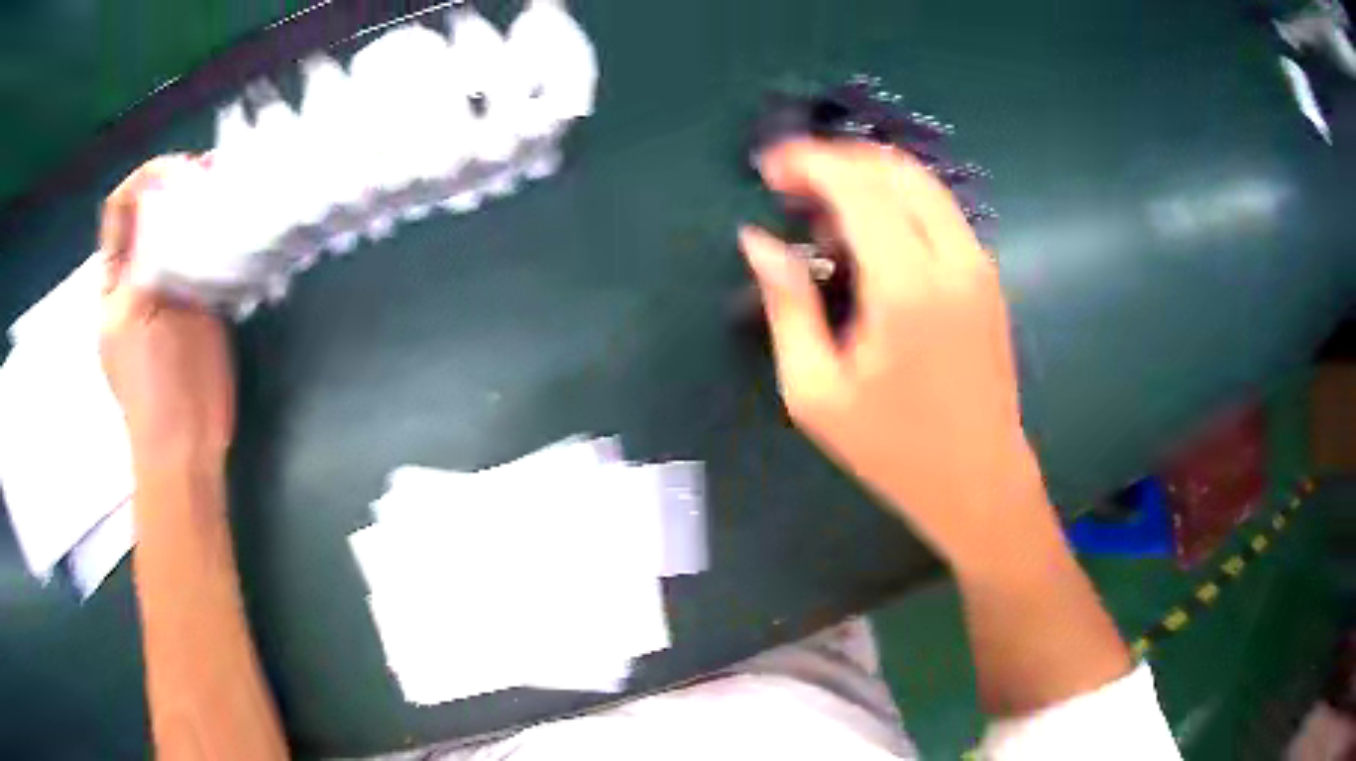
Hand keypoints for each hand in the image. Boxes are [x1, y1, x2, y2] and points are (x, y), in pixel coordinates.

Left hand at [99, 155, 235, 467]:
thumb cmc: (153, 385)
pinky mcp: (203, 302)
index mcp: (116, 278)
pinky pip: (208, 255)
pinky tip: (237, 229)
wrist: (188, 441)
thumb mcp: (139, 312)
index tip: (180, 172)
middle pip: (155, 212)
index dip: (146, 180)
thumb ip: (148, 253)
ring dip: (204, 209)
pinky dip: (220, 235)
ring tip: (230, 197)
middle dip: (181, 187)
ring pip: (184, 231)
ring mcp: (173, 288)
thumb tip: (170, 191)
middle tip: (214, 179)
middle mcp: (142, 274)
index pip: (122, 209)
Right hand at [741, 140, 1051, 567]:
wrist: (980, 481)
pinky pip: (939, 212)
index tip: (769, 168)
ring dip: (868, 177)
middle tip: (792, 181)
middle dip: (838, 158)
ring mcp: (978, 264)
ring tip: (822, 209)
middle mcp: (953, 259)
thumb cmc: (894, 448)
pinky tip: (868, 235)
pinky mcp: (987, 276)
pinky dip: (897, 201)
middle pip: (895, 169)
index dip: (809, 161)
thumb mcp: (816, 391)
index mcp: (908, 286)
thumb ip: (787, 305)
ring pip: (923, 183)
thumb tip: (758, 241)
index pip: (857, 185)